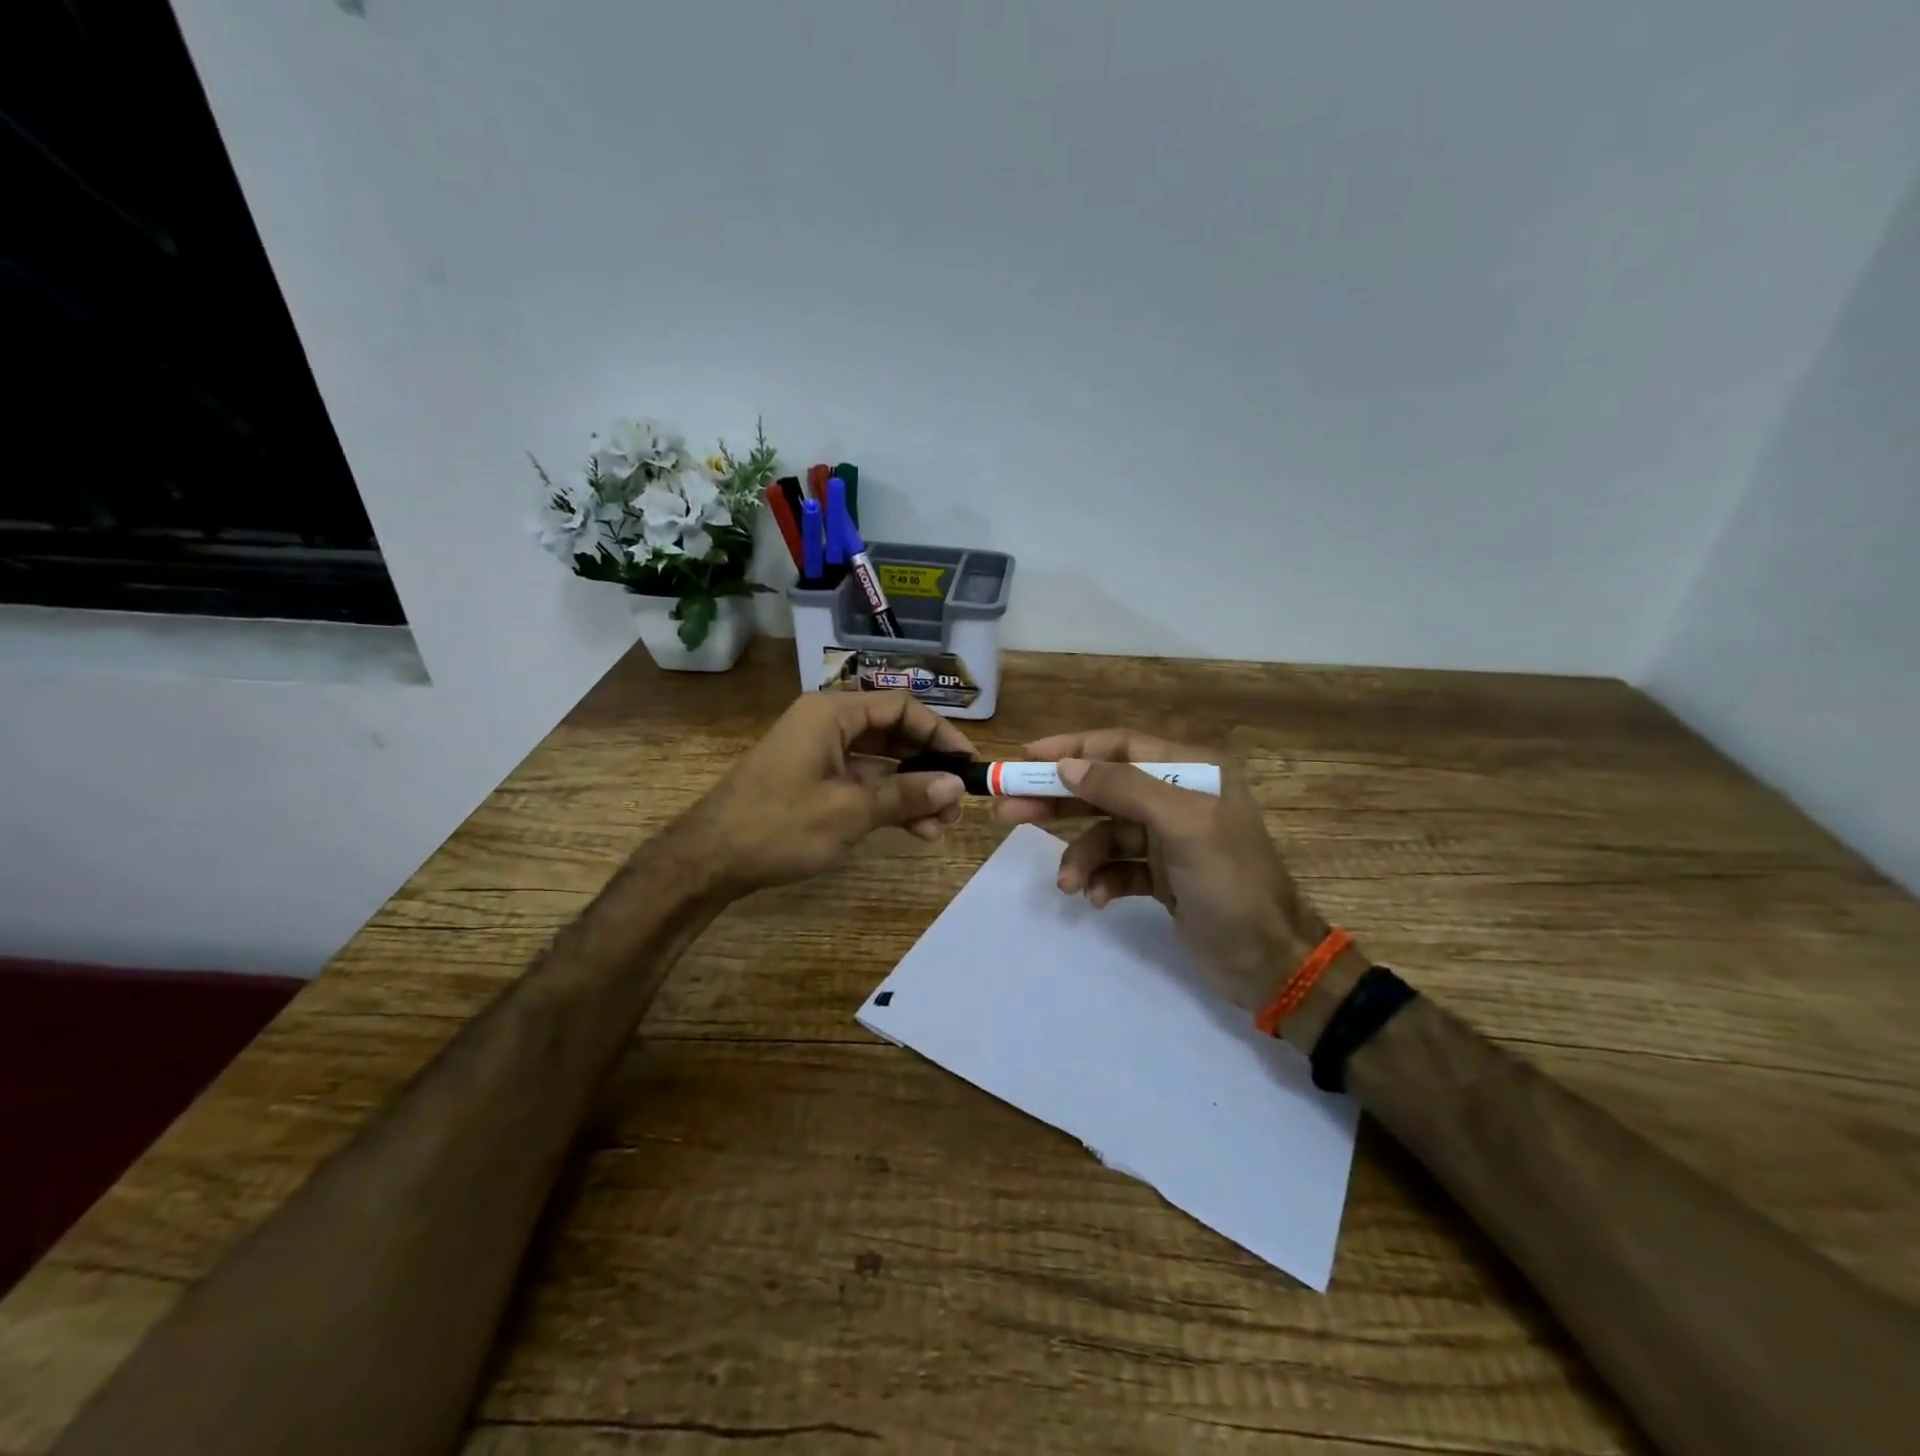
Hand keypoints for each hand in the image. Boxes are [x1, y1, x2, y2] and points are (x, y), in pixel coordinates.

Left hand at [674, 691, 972, 895]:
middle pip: (892, 734)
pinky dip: (886, 802)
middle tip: (957, 801)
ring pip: (879, 763)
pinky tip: (914, 830)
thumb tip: (956, 786)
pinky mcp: (813, 781)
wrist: (709, 859)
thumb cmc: (780, 825)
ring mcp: (818, 754)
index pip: (901, 708)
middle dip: (928, 767)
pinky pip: (860, 782)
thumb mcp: (851, 811)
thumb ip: (907, 794)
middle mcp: (827, 725)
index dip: (940, 733)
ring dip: (911, 791)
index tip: (967, 763)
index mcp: (832, 714)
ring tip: (940, 827)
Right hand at [993, 729, 1325, 1011]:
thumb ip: (1125, 788)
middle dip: (1058, 800)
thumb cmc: (1231, 884)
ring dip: (1081, 855)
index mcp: (1193, 771)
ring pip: (1105, 832)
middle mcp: (1178, 797)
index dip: (1072, 749)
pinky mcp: (1162, 876)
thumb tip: (1068, 766)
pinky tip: (1097, 899)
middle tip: (1009, 810)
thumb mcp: (1183, 826)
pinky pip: (1117, 866)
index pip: (1120, 746)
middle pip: (1104, 787)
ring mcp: (1168, 839)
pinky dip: (1102, 879)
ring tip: (1068, 884)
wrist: (1270, 963)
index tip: (1026, 758)